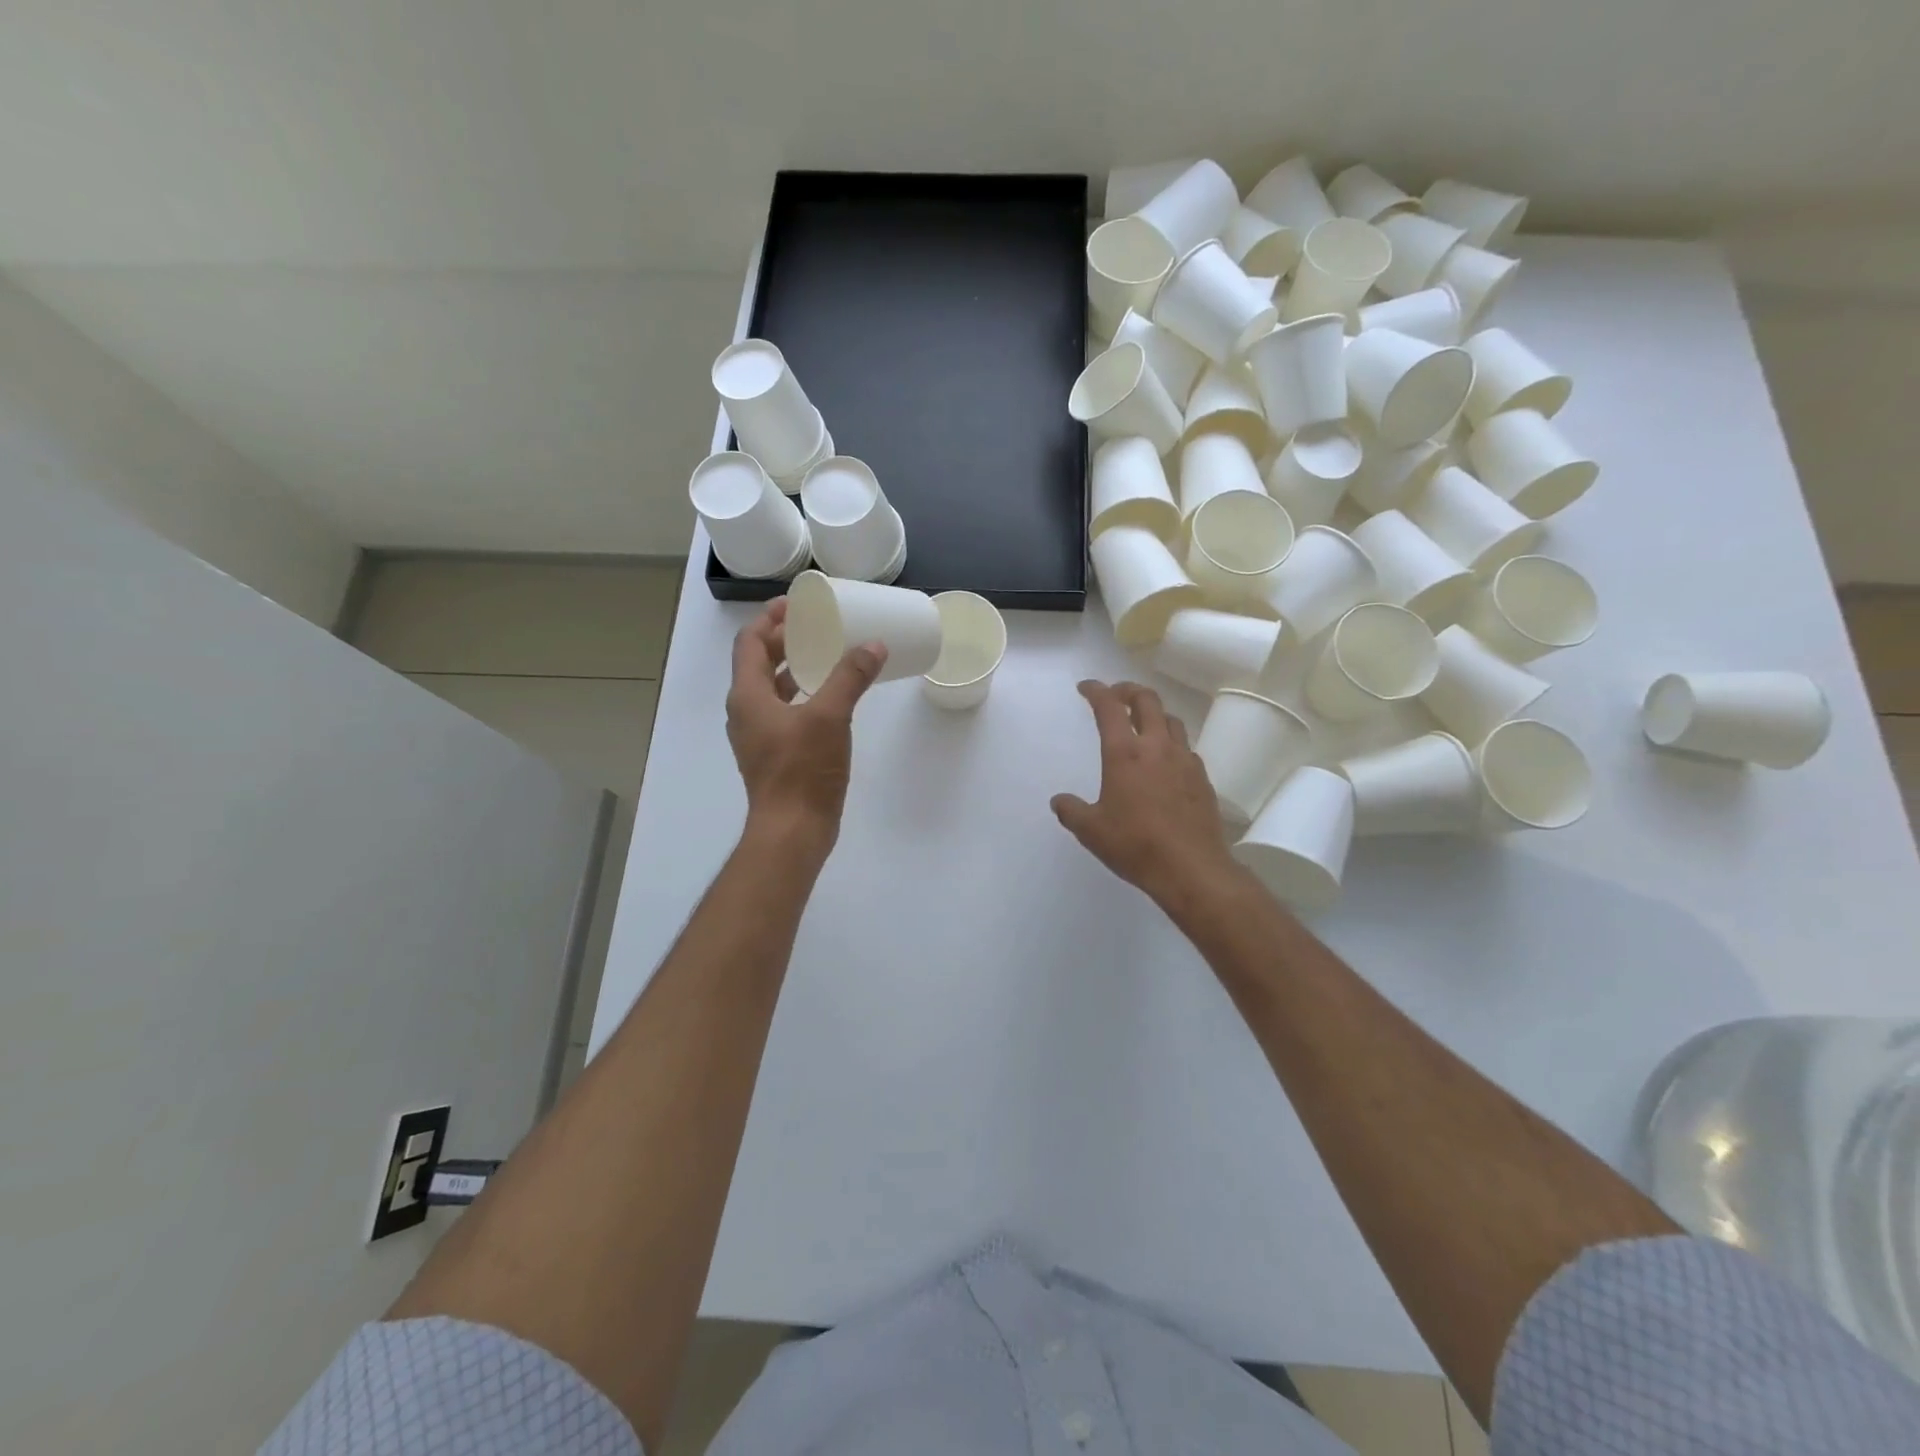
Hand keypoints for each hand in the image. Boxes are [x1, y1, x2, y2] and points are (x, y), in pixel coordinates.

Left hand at [726, 599, 885, 857]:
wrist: (792, 831)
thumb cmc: (802, 770)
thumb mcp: (830, 717)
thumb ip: (850, 677)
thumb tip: (873, 645)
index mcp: (747, 696)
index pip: (749, 643)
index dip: (769, 619)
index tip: (795, 604)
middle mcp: (746, 712)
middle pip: (757, 663)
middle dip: (783, 641)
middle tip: (815, 626)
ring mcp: (758, 736)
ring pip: (770, 689)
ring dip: (792, 668)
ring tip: (823, 655)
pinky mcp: (774, 755)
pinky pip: (783, 712)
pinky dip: (801, 695)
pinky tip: (828, 699)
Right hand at [1051, 680, 1243, 911]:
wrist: (1191, 868)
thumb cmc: (1135, 845)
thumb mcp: (1091, 831)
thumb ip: (1071, 811)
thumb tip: (1059, 802)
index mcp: (1125, 753)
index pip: (1109, 707)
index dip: (1096, 691)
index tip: (1086, 688)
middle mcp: (1157, 747)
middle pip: (1147, 700)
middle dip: (1129, 691)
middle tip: (1116, 695)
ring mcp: (1184, 760)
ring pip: (1171, 720)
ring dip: (1154, 713)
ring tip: (1143, 723)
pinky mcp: (1202, 778)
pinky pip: (1186, 747)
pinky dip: (1171, 742)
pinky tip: (1166, 760)